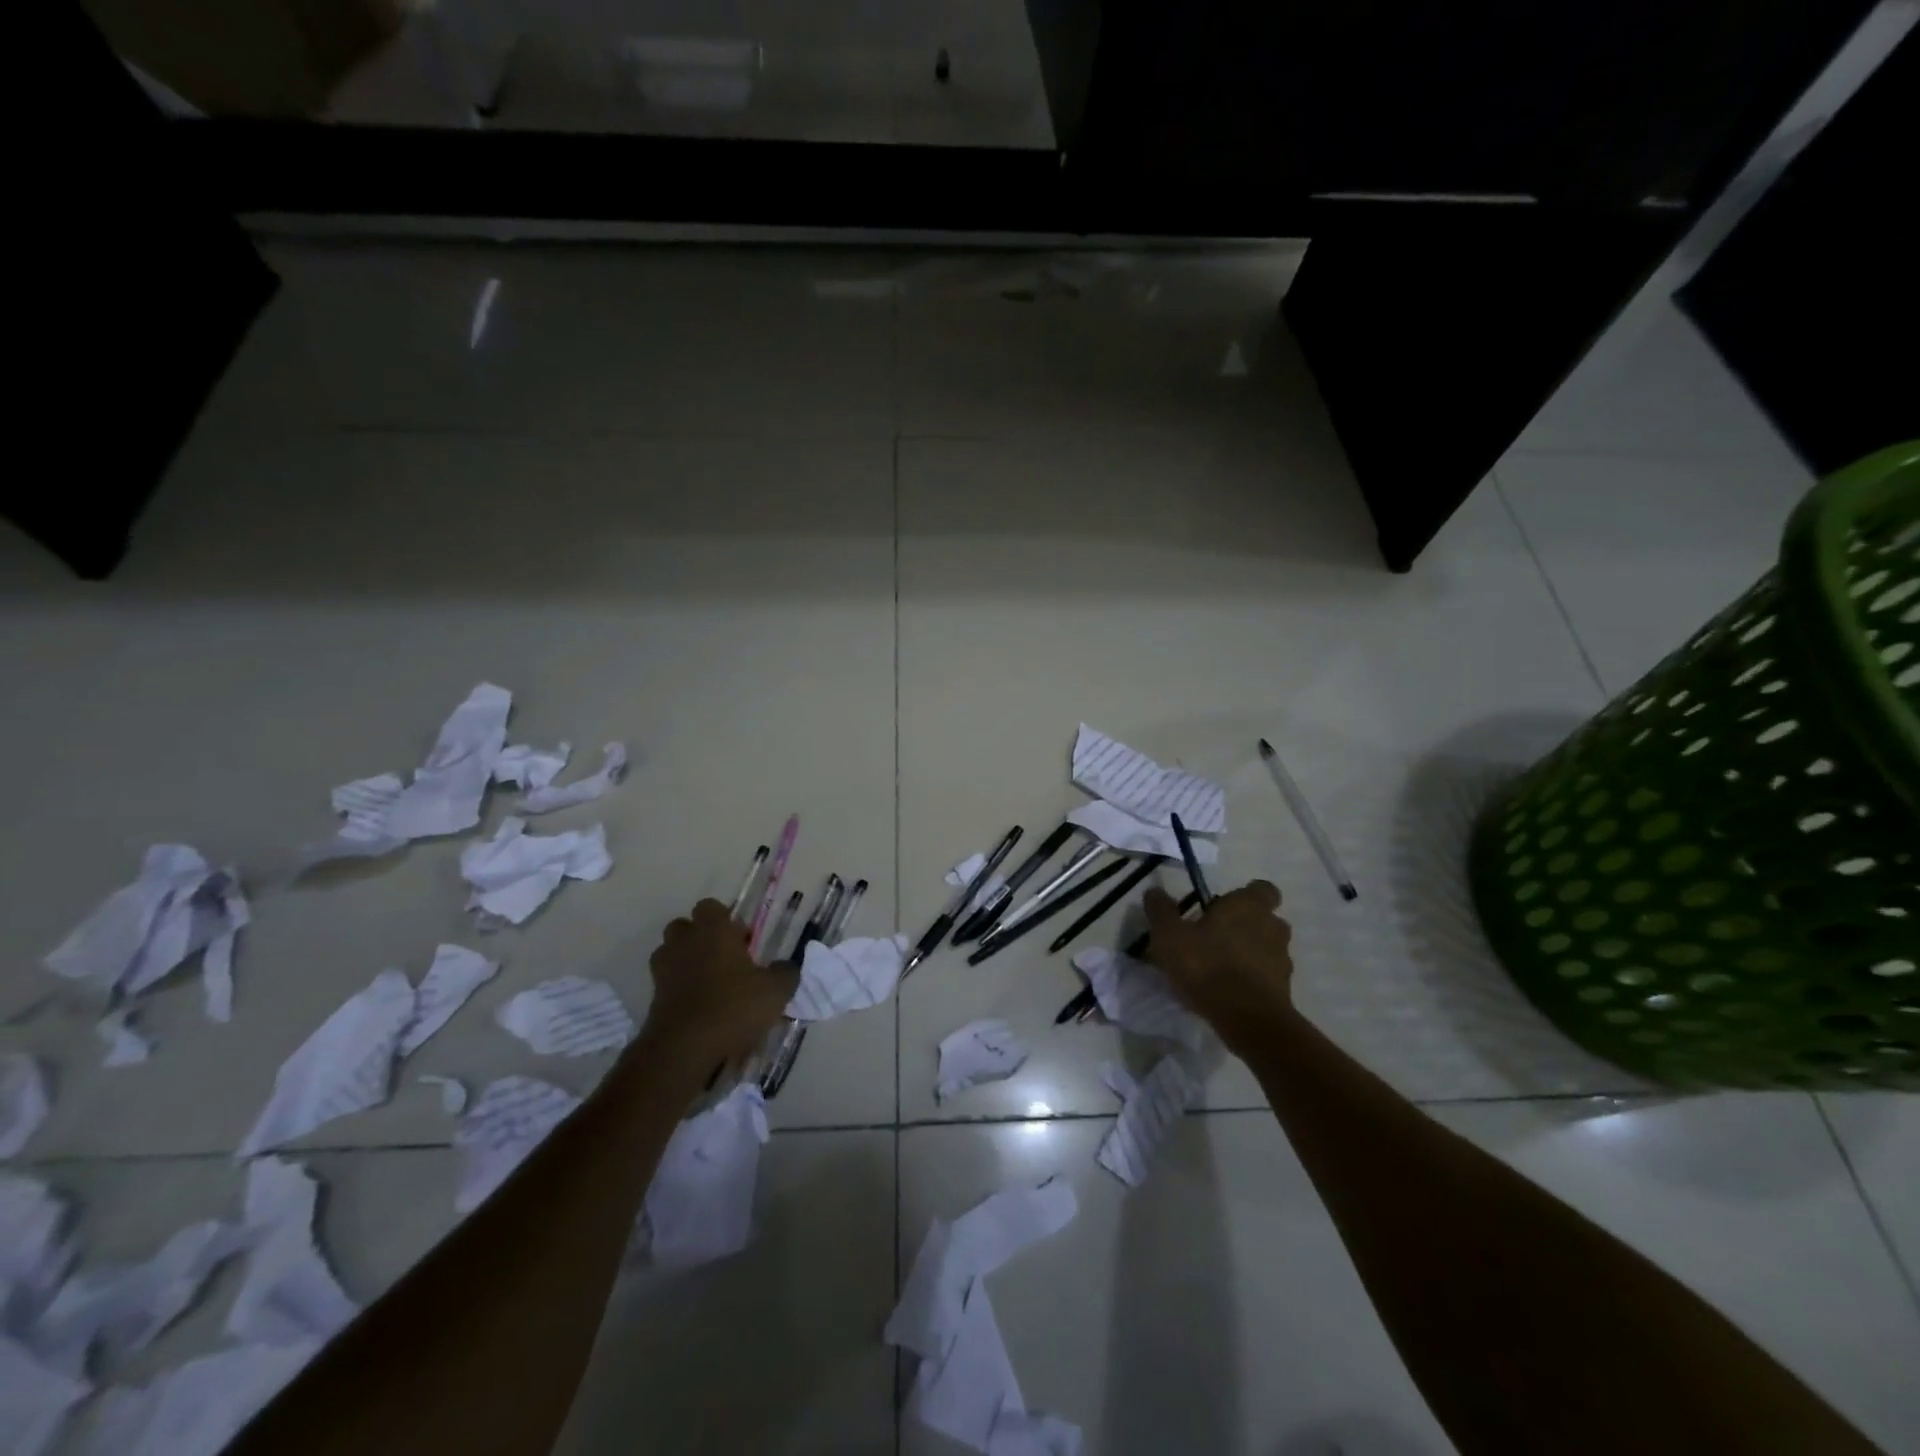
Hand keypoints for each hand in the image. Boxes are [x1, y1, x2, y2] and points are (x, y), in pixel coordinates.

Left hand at [640, 899, 798, 1066]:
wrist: (685, 1048)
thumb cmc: (733, 1006)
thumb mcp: (775, 991)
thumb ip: (785, 973)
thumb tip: (787, 967)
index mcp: (713, 930)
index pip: (710, 906)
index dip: (725, 919)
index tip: (742, 939)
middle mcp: (684, 943)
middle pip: (684, 927)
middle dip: (701, 937)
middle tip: (725, 958)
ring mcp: (664, 970)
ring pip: (671, 953)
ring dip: (686, 962)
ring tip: (710, 983)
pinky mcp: (653, 998)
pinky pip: (667, 983)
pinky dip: (680, 989)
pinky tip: (701, 1008)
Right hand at [1143, 880, 1294, 1054]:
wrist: (1248, 1020)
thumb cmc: (1208, 966)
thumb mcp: (1170, 936)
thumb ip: (1161, 911)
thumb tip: (1154, 891)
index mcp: (1249, 906)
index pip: (1263, 889)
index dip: (1246, 895)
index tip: (1223, 906)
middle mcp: (1273, 927)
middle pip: (1265, 919)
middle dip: (1245, 925)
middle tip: (1216, 936)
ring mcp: (1283, 960)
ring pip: (1267, 948)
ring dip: (1249, 953)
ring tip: (1220, 967)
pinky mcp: (1285, 990)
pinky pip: (1267, 976)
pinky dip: (1252, 979)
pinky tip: (1228, 991)